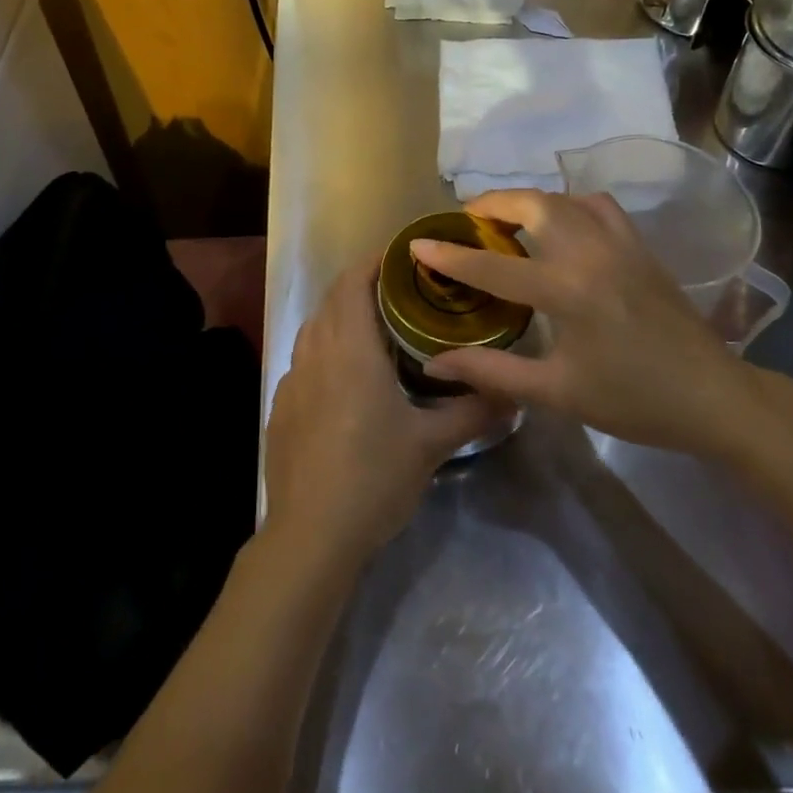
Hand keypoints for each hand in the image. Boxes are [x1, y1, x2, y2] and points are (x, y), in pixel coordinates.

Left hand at [263, 261, 500, 568]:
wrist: (310, 534)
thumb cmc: (374, 477)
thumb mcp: (430, 445)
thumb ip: (473, 413)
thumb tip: (513, 395)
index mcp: (350, 348)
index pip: (353, 281)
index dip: (374, 262)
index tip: (401, 257)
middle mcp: (315, 352)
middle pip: (333, 299)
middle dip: (362, 285)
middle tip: (400, 293)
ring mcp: (291, 380)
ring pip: (314, 328)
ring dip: (340, 317)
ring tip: (375, 331)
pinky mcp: (280, 407)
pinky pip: (302, 361)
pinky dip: (324, 352)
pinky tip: (344, 382)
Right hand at [412, 190, 764, 455]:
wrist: (714, 397)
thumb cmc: (633, 400)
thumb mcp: (558, 393)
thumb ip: (493, 371)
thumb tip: (436, 363)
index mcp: (568, 291)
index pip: (494, 267)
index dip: (451, 255)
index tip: (418, 243)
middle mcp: (591, 253)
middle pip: (531, 204)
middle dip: (490, 205)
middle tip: (465, 223)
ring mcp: (620, 242)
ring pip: (563, 198)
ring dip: (526, 200)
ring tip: (504, 220)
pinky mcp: (639, 244)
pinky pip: (596, 205)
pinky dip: (568, 204)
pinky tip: (560, 225)